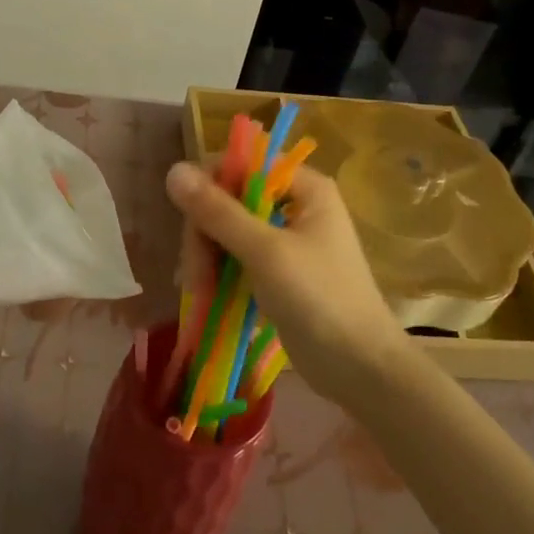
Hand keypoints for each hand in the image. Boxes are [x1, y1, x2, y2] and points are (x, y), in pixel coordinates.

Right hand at [167, 160, 402, 404]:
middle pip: (230, 199)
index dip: (210, 186)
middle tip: (193, 273)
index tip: (190, 222)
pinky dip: (219, 271)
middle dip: (206, 234)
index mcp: (304, 187)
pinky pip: (236, 256)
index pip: (242, 165)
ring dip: (208, 257)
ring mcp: (286, 239)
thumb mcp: (265, 251)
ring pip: (228, 230)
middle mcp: (295, 204)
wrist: (360, 368)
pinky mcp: (277, 271)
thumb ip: (218, 211)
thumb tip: (173, 170)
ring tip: (199, 291)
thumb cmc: (319, 300)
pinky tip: (204, 293)